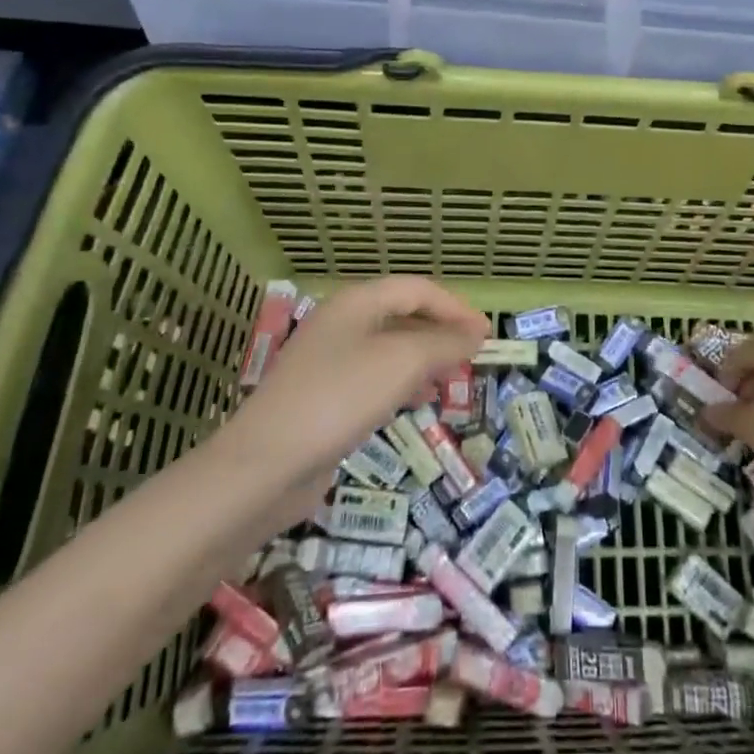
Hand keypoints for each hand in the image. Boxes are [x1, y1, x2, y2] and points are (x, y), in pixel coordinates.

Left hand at [214, 276, 487, 487]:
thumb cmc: (339, 398)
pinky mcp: (325, 396)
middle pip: (403, 315)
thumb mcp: (402, 362)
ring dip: (426, 359)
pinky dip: (404, 383)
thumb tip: (475, 335)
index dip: (456, 307)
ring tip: (454, 380)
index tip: (487, 334)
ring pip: (391, 348)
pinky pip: (375, 377)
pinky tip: (419, 402)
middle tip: (474, 357)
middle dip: (442, 332)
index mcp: (357, 302)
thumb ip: (444, 343)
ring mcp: (330, 361)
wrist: (265, 465)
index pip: (418, 289)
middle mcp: (342, 323)